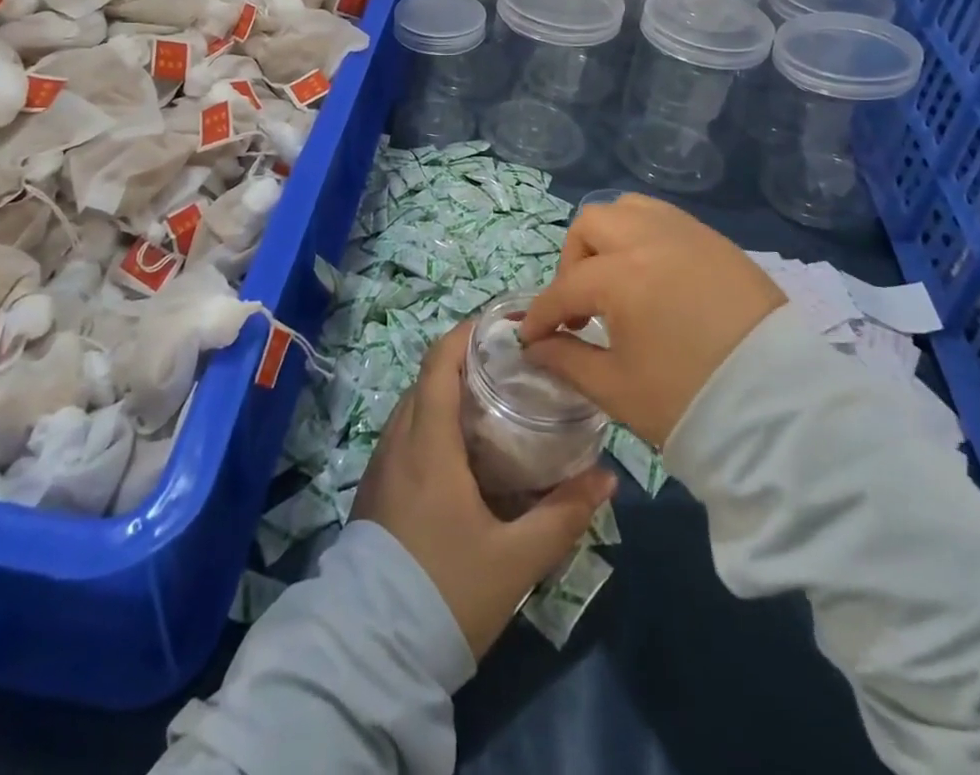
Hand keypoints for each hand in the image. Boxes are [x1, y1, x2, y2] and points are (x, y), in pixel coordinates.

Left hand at [352, 322, 615, 659]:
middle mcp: (398, 442)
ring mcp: (382, 466)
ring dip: (450, 393)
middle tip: (513, 366)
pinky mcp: (377, 490)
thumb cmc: (447, 592)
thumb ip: (563, 514)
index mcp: (427, 444)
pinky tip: (467, 450)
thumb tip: (606, 476)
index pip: (439, 363)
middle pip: (428, 380)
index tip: (504, 326)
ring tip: (495, 401)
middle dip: (466, 361)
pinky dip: (436, 422)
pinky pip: (407, 435)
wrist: (373, 654)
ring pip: (416, 407)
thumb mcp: (516, 559)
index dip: (467, 334)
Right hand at [520, 194, 785, 445]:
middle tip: (581, 305)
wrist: (782, 412)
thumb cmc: (690, 401)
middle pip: (592, 225)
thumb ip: (566, 360)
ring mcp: (689, 234)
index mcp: (624, 275)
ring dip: (610, 239)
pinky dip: (645, 237)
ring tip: (617, 282)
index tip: (531, 336)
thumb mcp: (616, 389)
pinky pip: (666, 219)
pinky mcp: (719, 242)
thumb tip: (536, 346)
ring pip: (630, 209)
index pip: (566, 286)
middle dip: (574, 261)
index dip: (542, 314)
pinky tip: (653, 278)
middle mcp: (652, 239)